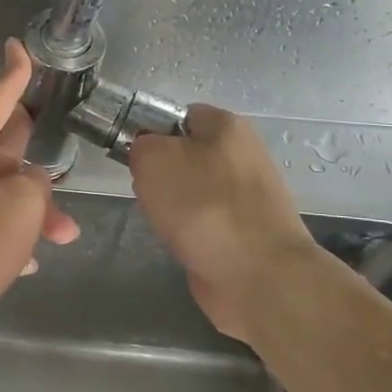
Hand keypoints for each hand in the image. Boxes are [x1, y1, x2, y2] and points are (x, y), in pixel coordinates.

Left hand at [0, 39, 78, 354]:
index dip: (14, 73)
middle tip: (59, 169)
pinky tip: (26, 262)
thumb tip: (29, 182)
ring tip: (62, 236)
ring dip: (27, 210)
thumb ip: (36, 184)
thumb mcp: (22, 208)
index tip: (18, 46)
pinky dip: (3, 233)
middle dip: (33, 164)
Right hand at [129, 106, 317, 343]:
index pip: (179, 115)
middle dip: (160, 174)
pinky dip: (189, 232)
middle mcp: (243, 155)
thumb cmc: (203, 206)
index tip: (133, 156)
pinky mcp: (246, 231)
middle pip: (184, 155)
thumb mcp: (154, 159)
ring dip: (172, 206)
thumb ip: (141, 145)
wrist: (258, 275)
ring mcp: (248, 196)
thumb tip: (146, 152)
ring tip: (164, 222)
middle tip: (147, 191)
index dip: (151, 132)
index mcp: (227, 126)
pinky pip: (204, 221)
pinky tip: (182, 243)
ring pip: (192, 191)